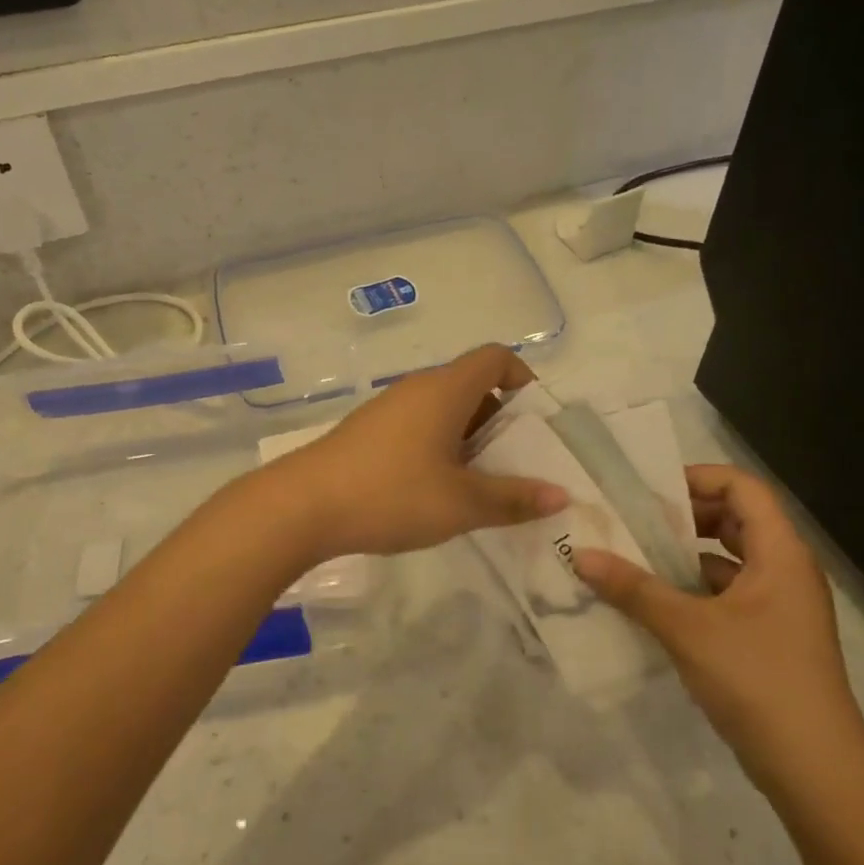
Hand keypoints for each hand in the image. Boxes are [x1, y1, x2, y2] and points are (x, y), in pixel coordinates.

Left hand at [270, 345, 566, 558]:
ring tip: (479, 485)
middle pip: (471, 386)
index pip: (495, 358)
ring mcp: (388, 409)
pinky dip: (438, 448)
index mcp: (445, 390)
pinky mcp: (367, 432)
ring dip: (468, 439)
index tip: (534, 420)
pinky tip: (435, 491)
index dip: (522, 378)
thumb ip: (514, 498)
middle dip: (500, 420)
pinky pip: (418, 427)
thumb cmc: (392, 494)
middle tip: (514, 464)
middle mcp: (417, 389)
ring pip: (443, 410)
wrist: (303, 506)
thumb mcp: (461, 503)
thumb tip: (560, 495)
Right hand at [571, 465, 863, 785]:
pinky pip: (726, 595)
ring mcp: (779, 606)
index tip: (650, 491)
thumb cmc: (758, 680)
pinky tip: (652, 603)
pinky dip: (692, 590)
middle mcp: (785, 570)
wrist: (815, 770)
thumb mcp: (687, 629)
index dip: (698, 478)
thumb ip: (633, 589)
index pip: (744, 488)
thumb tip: (580, 555)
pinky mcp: (769, 637)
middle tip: (633, 521)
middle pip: (735, 519)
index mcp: (780, 553)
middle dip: (684, 516)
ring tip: (632, 557)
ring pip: (728, 560)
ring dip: (683, 555)